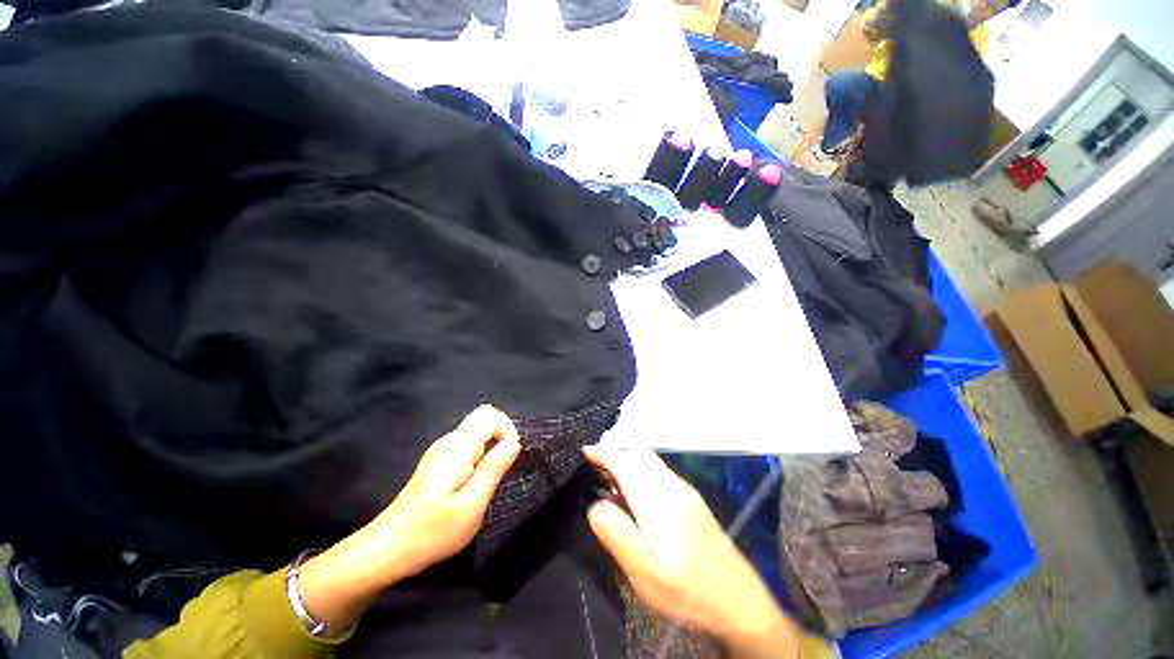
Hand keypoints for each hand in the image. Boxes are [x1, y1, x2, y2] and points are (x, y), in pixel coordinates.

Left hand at [298, 405, 520, 631]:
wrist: (387, 549)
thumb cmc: (432, 532)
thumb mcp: (472, 505)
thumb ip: (494, 468)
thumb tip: (514, 443)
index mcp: (457, 447)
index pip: (490, 415)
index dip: (507, 430)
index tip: (508, 459)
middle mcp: (448, 441)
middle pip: (484, 418)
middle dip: (501, 438)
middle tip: (499, 470)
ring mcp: (440, 450)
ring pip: (477, 432)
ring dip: (490, 450)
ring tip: (485, 483)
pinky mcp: (437, 461)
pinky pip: (468, 445)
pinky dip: (479, 456)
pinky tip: (472, 484)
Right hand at [583, 446, 799, 658]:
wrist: (741, 603)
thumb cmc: (689, 594)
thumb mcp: (647, 577)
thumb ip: (619, 537)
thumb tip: (595, 505)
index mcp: (659, 501)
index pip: (626, 463)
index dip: (604, 453)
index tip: (585, 451)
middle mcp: (673, 486)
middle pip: (639, 456)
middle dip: (615, 454)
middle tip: (594, 469)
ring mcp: (685, 491)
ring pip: (650, 462)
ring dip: (628, 462)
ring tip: (609, 480)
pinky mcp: (692, 500)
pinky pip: (659, 472)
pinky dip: (640, 471)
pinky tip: (635, 494)